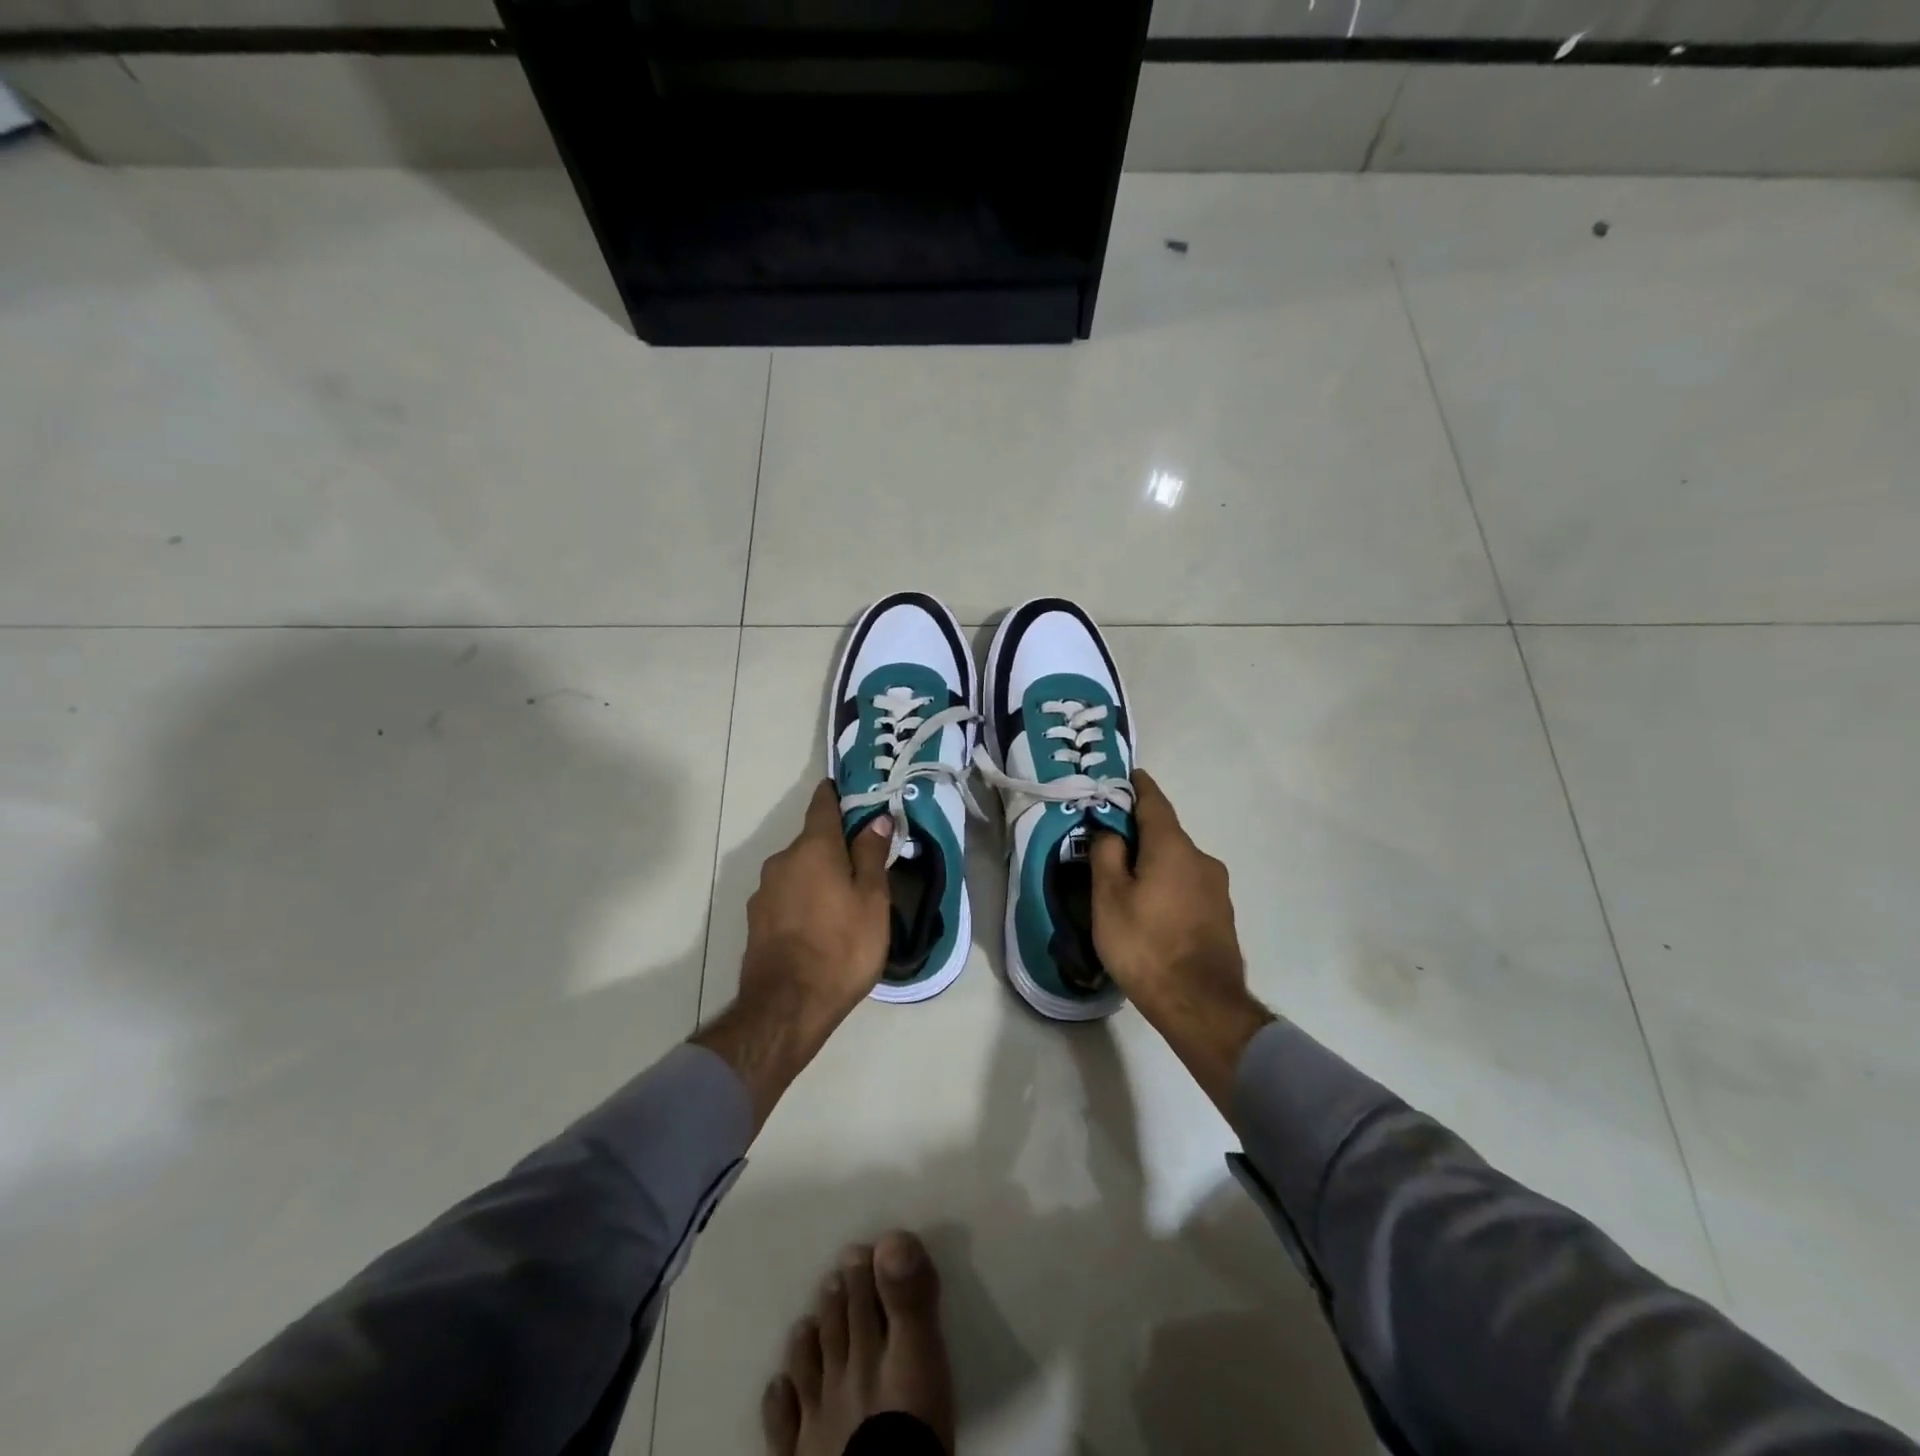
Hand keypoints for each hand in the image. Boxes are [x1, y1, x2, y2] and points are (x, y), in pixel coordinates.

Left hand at [740, 779, 893, 1023]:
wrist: (787, 1007)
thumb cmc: (842, 947)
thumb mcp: (872, 900)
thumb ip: (872, 855)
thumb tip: (876, 818)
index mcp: (813, 848)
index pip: (822, 804)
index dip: (838, 795)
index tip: (854, 793)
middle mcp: (782, 860)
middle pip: (812, 840)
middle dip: (835, 845)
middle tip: (864, 864)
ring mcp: (764, 890)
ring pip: (799, 869)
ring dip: (819, 875)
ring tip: (844, 901)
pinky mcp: (756, 919)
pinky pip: (787, 895)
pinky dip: (804, 898)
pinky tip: (820, 924)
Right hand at [1090, 769, 1274, 1114]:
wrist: (1201, 1004)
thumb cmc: (1145, 944)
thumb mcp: (1109, 898)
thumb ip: (1106, 855)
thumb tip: (1110, 831)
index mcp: (1172, 846)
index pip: (1154, 802)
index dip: (1138, 786)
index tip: (1126, 775)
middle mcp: (1201, 858)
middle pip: (1165, 834)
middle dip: (1139, 833)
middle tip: (1108, 842)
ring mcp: (1217, 888)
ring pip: (1177, 862)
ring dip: (1154, 863)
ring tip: (1126, 882)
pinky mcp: (1221, 915)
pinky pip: (1188, 886)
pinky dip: (1168, 885)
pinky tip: (1151, 909)